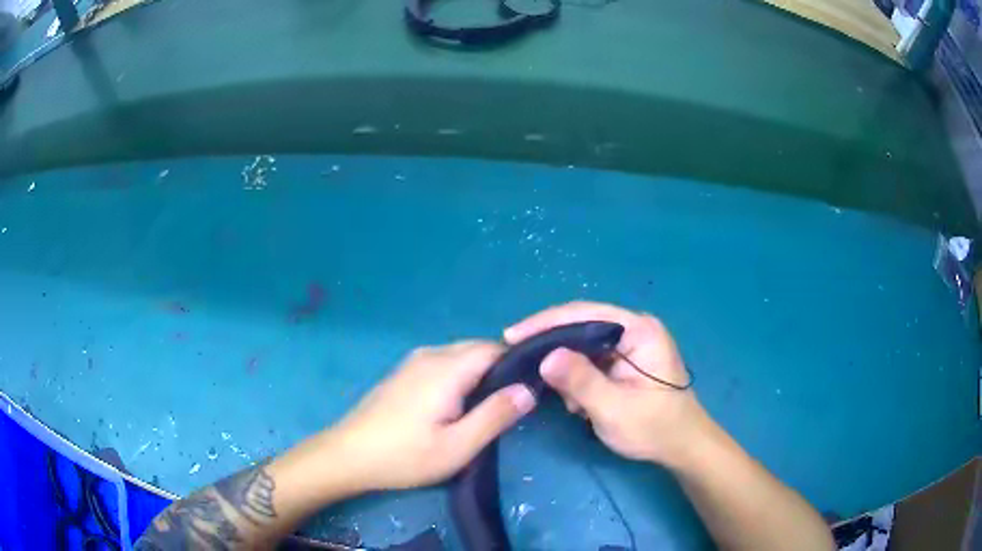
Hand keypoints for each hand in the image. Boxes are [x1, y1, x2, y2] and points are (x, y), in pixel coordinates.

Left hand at [326, 341, 535, 490]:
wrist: (348, 455)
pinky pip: (443, 364)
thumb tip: (529, 390)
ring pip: (460, 356)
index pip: (494, 348)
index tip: (532, 388)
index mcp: (446, 368)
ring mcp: (413, 362)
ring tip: (488, 407)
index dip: (517, 364)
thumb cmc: (405, 456)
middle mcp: (430, 355)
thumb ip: (495, 416)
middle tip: (511, 405)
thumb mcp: (457, 446)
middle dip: (499, 370)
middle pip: (477, 349)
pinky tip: (457, 405)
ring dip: (479, 374)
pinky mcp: (403, 373)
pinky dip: (460, 377)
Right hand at [505, 301, 711, 468]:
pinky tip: (574, 401)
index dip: (545, 323)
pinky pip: (591, 360)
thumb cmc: (654, 428)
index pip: (584, 314)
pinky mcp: (625, 361)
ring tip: (556, 395)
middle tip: (517, 359)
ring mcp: (630, 344)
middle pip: (581, 325)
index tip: (511, 336)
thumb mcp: (614, 409)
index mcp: (639, 330)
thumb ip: (581, 381)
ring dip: (565, 368)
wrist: (682, 446)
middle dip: (551, 346)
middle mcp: (634, 328)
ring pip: (583, 345)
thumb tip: (545, 357)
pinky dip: (577, 379)